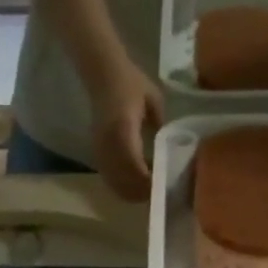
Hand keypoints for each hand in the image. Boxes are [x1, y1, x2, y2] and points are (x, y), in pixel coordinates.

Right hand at [86, 58, 163, 201]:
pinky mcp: (97, 155)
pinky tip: (135, 184)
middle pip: (125, 183)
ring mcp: (100, 153)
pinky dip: (123, 187)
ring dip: (133, 192)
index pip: (136, 168)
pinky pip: (110, 180)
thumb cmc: (130, 83)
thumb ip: (162, 126)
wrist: (103, 74)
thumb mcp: (154, 101)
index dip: (149, 183)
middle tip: (161, 192)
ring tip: (149, 189)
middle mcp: (109, 146)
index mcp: (124, 131)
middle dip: (143, 193)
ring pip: (116, 185)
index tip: (165, 185)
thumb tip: (170, 150)